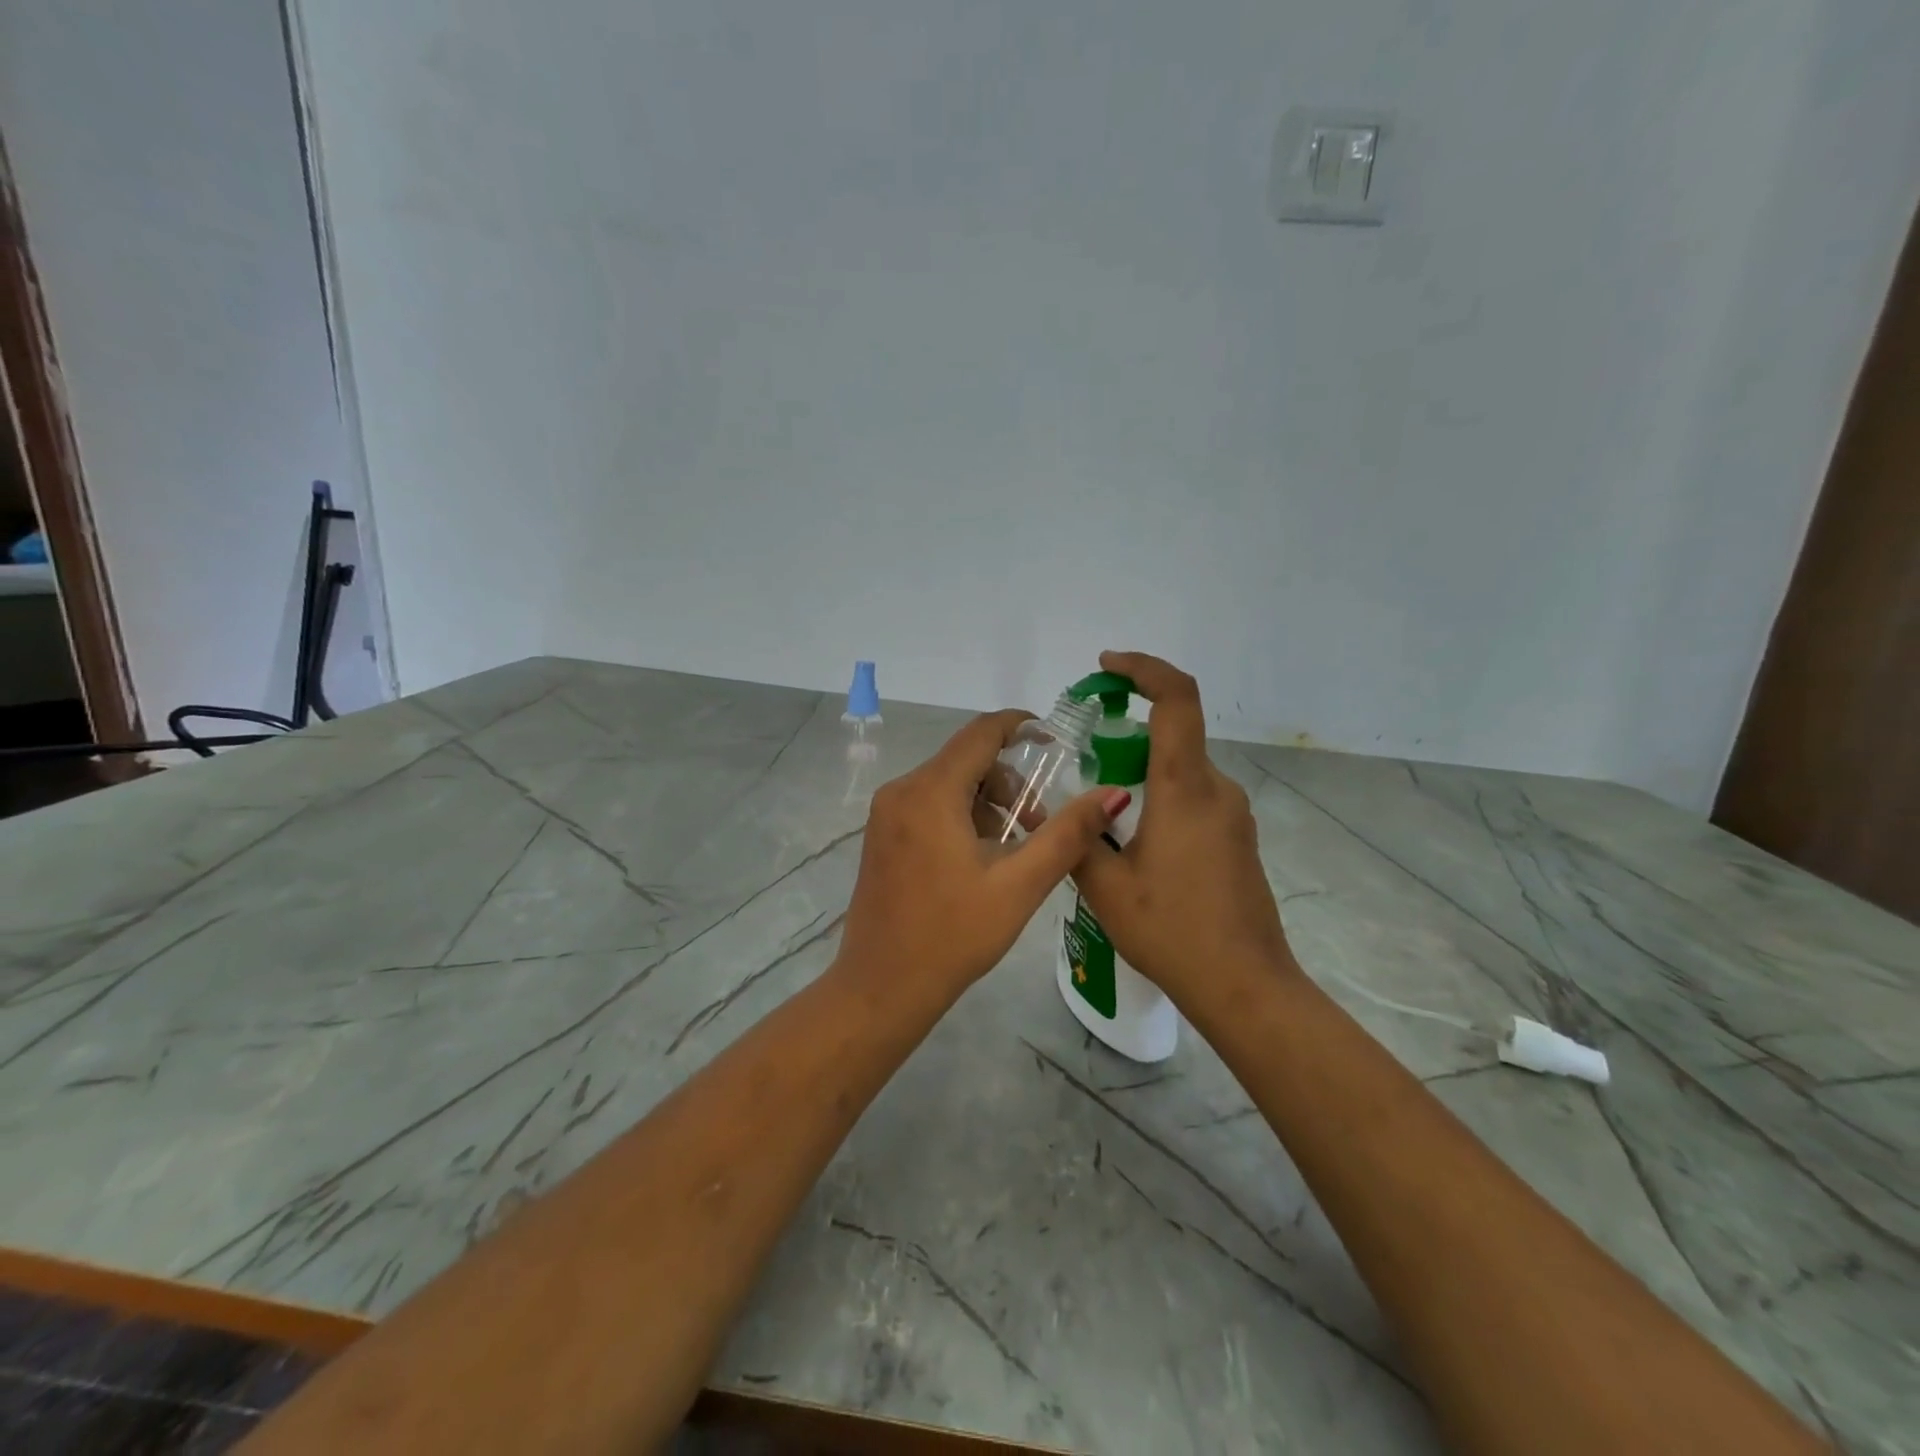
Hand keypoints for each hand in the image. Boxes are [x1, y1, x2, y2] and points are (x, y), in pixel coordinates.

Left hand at [838, 710, 1128, 1003]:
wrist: (881, 989)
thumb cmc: (953, 937)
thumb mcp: (1019, 885)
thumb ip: (1067, 834)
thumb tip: (1113, 793)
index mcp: (929, 792)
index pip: (981, 733)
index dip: (1021, 726)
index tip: (1056, 740)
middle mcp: (901, 791)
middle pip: (966, 759)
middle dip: (1010, 781)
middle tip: (1038, 825)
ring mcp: (885, 814)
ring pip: (948, 783)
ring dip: (988, 803)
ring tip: (1012, 851)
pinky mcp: (881, 836)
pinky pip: (929, 804)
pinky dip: (961, 816)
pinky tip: (979, 859)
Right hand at [1071, 652, 1297, 1005]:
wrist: (1245, 987)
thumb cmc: (1173, 931)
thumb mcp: (1106, 887)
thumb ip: (1077, 838)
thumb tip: (1053, 810)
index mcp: (1184, 789)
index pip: (1176, 700)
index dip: (1144, 669)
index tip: (1107, 666)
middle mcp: (1216, 790)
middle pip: (1173, 735)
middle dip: (1125, 735)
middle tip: (1082, 764)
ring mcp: (1233, 814)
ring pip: (1181, 771)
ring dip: (1140, 774)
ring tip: (1101, 820)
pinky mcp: (1237, 838)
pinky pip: (1194, 798)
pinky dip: (1160, 798)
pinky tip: (1134, 846)